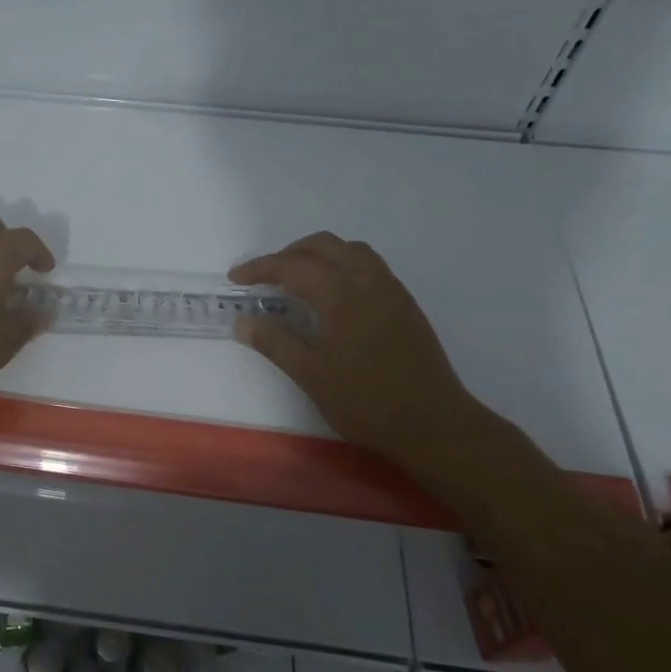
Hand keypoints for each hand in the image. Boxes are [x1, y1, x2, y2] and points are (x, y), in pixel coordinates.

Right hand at [230, 232, 487, 460]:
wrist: (435, 425)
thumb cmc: (367, 403)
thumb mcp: (311, 376)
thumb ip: (275, 343)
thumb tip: (242, 322)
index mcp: (341, 294)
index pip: (293, 266)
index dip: (260, 268)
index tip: (235, 278)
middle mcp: (367, 281)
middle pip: (323, 245)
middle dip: (288, 253)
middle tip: (264, 276)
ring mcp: (391, 289)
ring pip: (350, 250)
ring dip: (318, 254)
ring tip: (297, 278)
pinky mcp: (405, 303)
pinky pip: (368, 264)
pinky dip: (342, 264)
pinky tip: (333, 294)